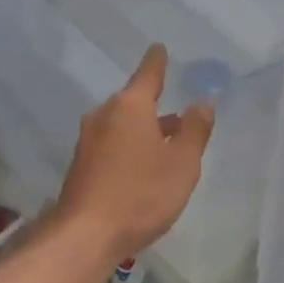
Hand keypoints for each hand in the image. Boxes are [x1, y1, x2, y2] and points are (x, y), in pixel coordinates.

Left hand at [57, 44, 212, 256]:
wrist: (86, 234)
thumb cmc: (141, 193)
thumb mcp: (182, 163)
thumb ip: (194, 130)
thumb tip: (202, 102)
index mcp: (130, 107)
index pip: (148, 74)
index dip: (157, 62)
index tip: (159, 48)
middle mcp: (104, 115)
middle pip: (134, 103)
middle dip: (156, 108)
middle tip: (180, 118)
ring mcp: (88, 140)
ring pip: (123, 125)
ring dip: (144, 131)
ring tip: (168, 145)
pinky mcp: (81, 164)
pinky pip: (112, 144)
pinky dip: (130, 148)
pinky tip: (143, 168)